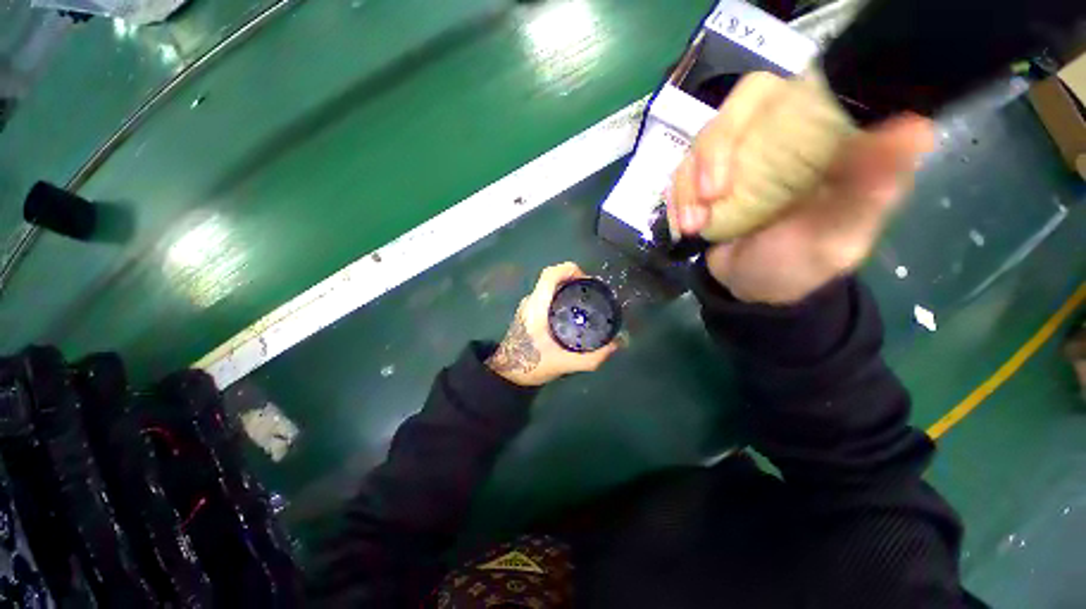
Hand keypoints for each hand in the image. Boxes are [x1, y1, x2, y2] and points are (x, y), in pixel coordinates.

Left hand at [487, 262, 619, 385]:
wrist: (506, 373)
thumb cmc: (530, 366)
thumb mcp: (563, 364)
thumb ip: (590, 359)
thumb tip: (614, 347)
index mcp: (536, 307)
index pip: (550, 274)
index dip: (570, 270)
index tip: (588, 282)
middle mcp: (531, 301)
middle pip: (552, 277)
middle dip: (574, 278)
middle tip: (592, 293)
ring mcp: (528, 305)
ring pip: (549, 286)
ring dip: (568, 286)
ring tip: (586, 301)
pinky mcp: (529, 311)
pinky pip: (547, 294)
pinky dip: (561, 295)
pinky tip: (572, 311)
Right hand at [668, 72, 934, 304]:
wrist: (754, 290)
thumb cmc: (801, 265)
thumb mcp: (838, 235)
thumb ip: (870, 189)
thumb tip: (917, 130)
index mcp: (814, 138)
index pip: (779, 93)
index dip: (748, 116)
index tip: (738, 162)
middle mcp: (772, 139)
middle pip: (729, 116)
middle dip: (709, 156)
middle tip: (709, 198)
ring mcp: (733, 161)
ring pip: (697, 148)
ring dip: (687, 188)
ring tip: (693, 226)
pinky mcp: (704, 183)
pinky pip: (679, 178)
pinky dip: (676, 202)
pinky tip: (685, 226)